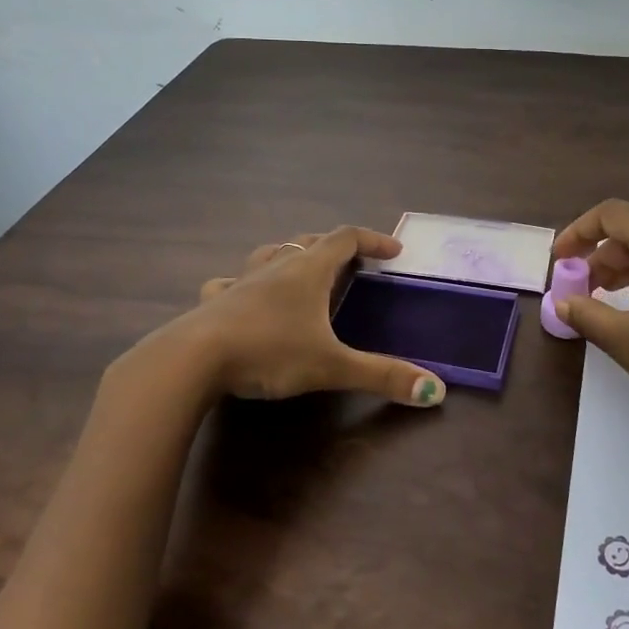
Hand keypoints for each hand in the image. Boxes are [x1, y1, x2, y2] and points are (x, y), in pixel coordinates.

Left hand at [174, 226, 446, 406]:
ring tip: (302, 272)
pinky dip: (246, 284)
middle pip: (310, 241)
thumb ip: (382, 377)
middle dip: (335, 248)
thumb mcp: (332, 367)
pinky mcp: (215, 302)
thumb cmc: (269, 351)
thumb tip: (436, 391)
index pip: (347, 238)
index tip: (395, 251)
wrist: (192, 359)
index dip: (373, 239)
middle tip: (353, 265)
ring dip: (292, 257)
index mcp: (308, 270)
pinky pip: (232, 282)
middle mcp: (276, 266)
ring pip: (271, 254)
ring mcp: (242, 281)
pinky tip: (242, 298)